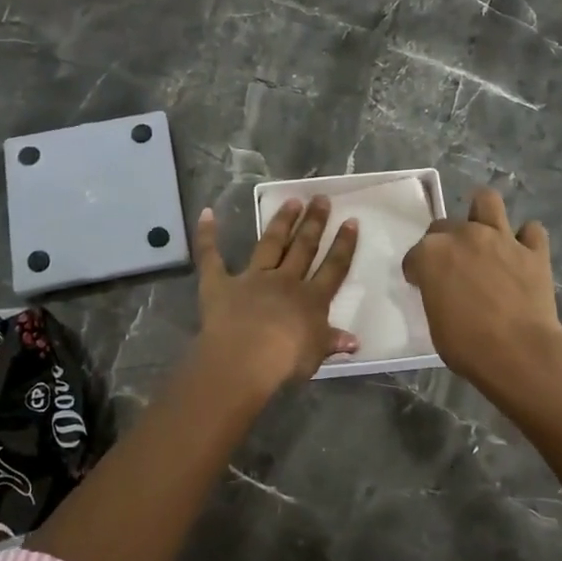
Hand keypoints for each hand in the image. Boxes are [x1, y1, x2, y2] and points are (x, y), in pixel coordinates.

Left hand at [192, 197, 359, 397]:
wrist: (245, 359)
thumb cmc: (285, 362)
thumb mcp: (316, 353)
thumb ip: (332, 342)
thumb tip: (354, 341)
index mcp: (310, 300)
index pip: (333, 268)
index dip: (343, 245)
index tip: (351, 221)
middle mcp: (284, 282)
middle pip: (303, 248)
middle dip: (314, 222)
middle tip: (321, 198)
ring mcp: (251, 278)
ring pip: (270, 244)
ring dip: (281, 222)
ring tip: (292, 201)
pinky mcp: (219, 283)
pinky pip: (211, 256)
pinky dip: (207, 235)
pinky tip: (207, 213)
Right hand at [402, 187, 561, 394]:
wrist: (519, 354)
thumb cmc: (467, 345)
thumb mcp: (434, 320)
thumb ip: (435, 292)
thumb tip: (445, 289)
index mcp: (431, 254)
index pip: (415, 254)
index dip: (417, 271)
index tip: (422, 285)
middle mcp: (464, 235)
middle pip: (445, 226)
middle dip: (444, 243)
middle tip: (453, 267)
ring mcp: (501, 238)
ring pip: (487, 201)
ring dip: (482, 213)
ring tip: (484, 233)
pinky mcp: (534, 250)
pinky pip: (531, 231)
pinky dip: (526, 239)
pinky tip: (521, 253)